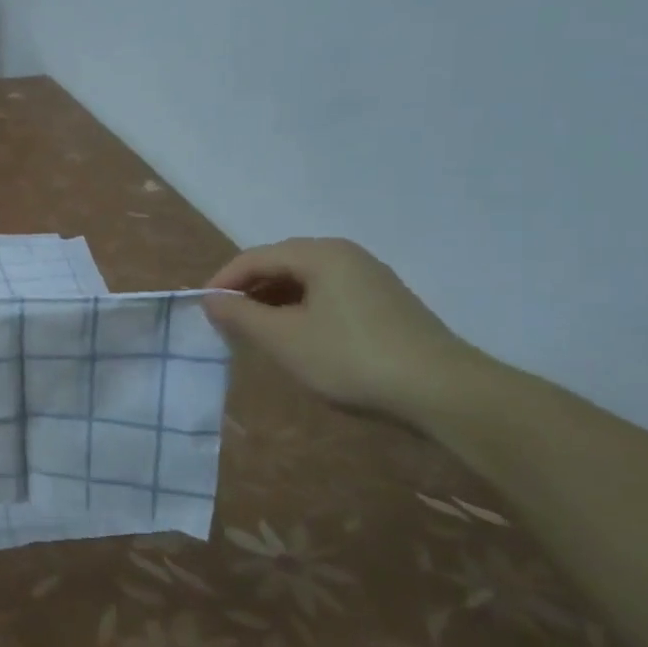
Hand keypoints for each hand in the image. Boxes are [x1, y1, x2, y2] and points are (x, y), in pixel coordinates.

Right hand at [202, 238, 481, 422]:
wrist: (443, 392)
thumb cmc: (351, 358)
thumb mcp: (284, 339)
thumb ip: (241, 315)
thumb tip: (211, 299)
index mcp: (320, 254)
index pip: (255, 257)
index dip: (223, 281)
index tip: (204, 310)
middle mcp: (346, 256)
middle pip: (281, 264)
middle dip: (249, 291)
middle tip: (227, 323)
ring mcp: (370, 279)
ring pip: (305, 282)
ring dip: (274, 303)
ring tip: (257, 334)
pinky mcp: (385, 305)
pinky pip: (328, 297)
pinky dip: (302, 311)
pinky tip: (299, 340)